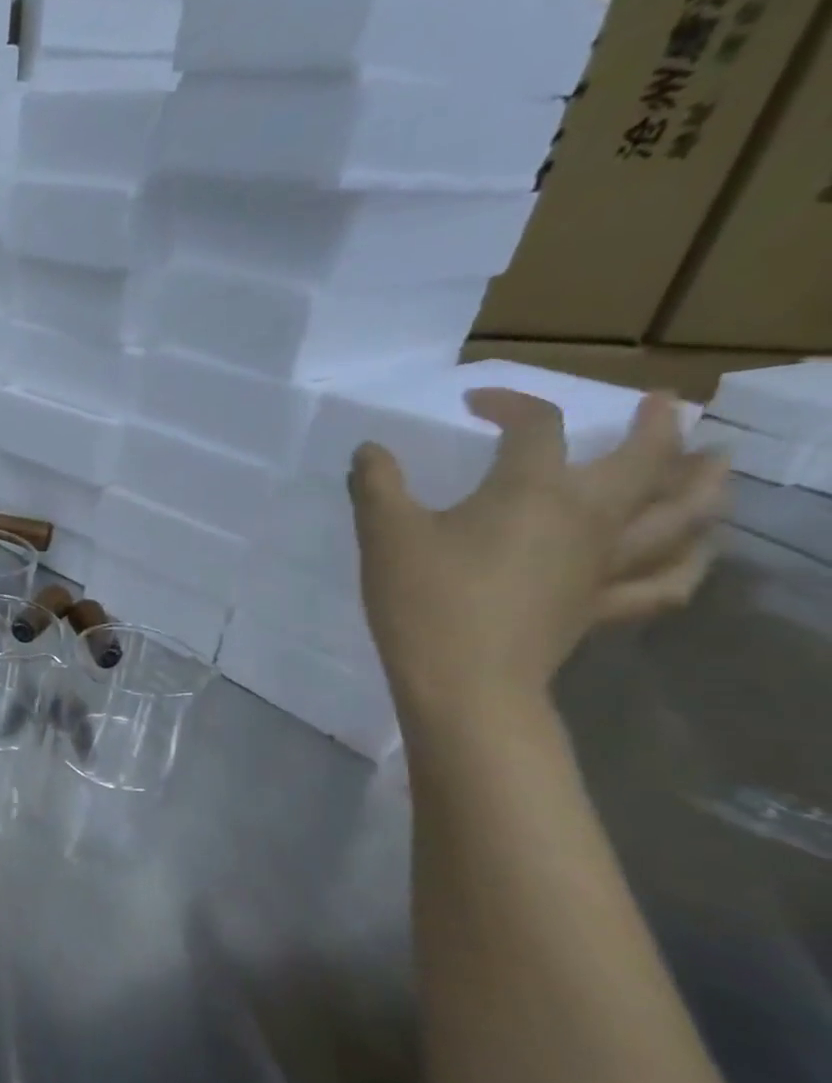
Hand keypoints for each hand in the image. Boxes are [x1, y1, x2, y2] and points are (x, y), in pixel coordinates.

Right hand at [349, 390, 727, 715]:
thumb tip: (370, 450)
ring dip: (703, 484)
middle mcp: (587, 517)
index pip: (535, 425)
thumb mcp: (385, 533)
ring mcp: (605, 564)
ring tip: (713, 463)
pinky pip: (664, 583)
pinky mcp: (602, 607)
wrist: (464, 680)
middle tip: (662, 404)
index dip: (508, 402)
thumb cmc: (424, 598)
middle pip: (645, 460)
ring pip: (680, 517)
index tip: (475, 402)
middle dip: (658, 426)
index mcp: (532, 490)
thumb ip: (377, 484)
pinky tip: (693, 553)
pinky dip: (688, 563)